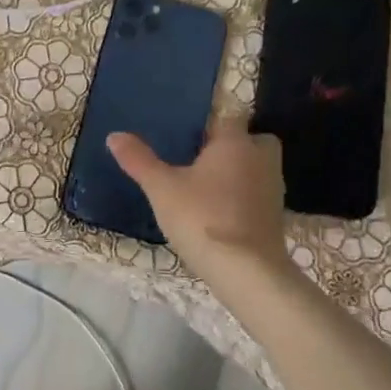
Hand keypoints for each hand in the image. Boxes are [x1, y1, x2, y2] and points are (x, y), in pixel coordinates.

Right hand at [108, 118, 291, 281]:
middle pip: (252, 140)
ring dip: (238, 173)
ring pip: (256, 168)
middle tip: (201, 159)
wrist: (246, 271)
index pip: (227, 117)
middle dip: (232, 145)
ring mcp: (273, 188)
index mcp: (235, 143)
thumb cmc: (202, 218)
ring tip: (205, 187)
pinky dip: (242, 198)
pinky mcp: (276, 216)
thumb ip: (139, 160)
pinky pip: (257, 194)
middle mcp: (260, 159)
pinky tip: (218, 213)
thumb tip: (114, 135)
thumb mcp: (161, 188)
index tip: (186, 135)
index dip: (208, 123)